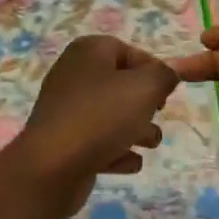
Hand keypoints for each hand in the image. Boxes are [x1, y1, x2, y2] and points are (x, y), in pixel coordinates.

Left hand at [6, 35, 176, 218]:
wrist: (51, 167)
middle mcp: (73, 74)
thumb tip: (167, 74)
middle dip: (144, 102)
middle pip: (119, 83)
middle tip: (158, 114)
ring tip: (151, 144)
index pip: (128, 50)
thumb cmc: (101, 117)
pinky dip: (115, 149)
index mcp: (88, 51)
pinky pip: (96, 141)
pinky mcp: (63, 141)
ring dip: (134, 128)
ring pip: (109, 114)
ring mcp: (65, 109)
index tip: (167, 92)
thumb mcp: (144, 88)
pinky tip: (131, 163)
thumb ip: (163, 76)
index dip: (152, 69)